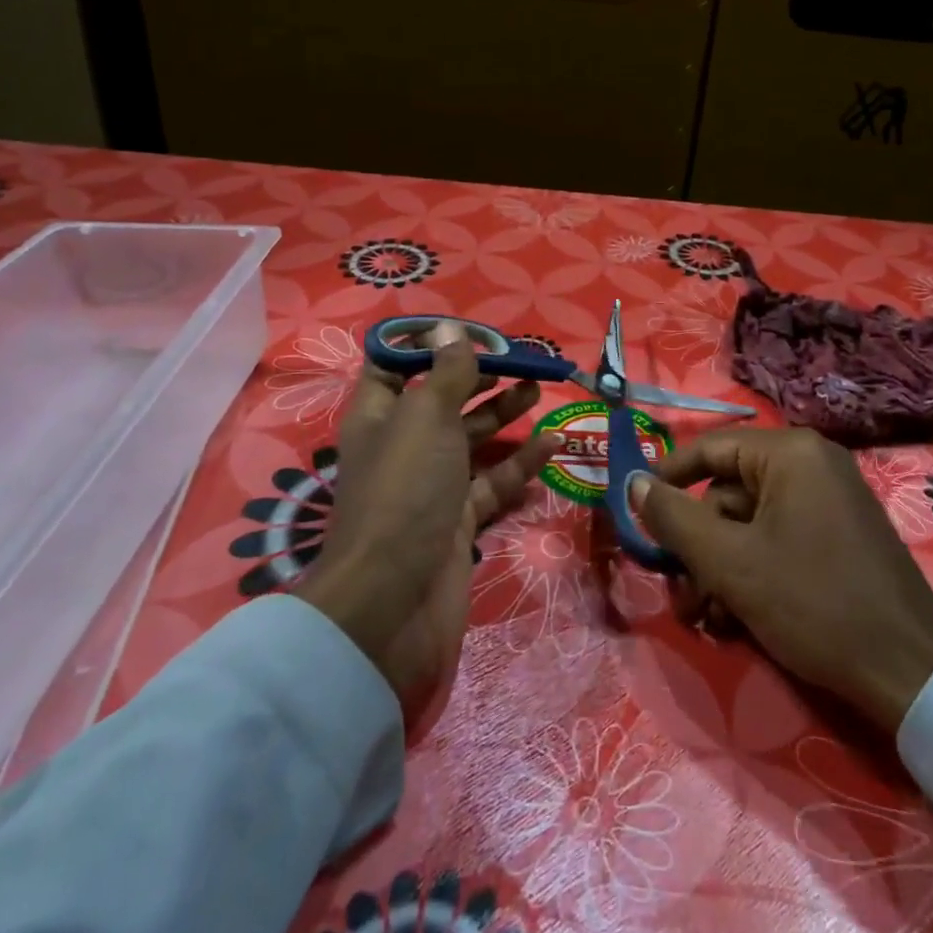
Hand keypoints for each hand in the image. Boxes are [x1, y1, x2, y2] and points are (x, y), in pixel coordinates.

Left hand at [296, 339, 558, 718]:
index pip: (394, 366)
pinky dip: (520, 462)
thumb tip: (451, 330)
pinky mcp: (458, 518)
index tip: (470, 332)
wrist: (393, 601)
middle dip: (478, 375)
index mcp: (379, 415)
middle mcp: (403, 445)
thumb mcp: (426, 417)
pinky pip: (493, 480)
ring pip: (471, 438)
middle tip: (519, 358)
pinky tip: (554, 443)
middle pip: (442, 398)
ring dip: (503, 412)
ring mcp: (431, 484)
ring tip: (539, 388)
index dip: (427, 344)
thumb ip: (447, 374)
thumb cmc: (405, 490)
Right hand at [628, 427, 932, 730]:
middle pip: (728, 494)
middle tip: (679, 596)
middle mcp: (812, 465)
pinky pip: (778, 540)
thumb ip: (674, 518)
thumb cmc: (812, 603)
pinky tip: (736, 621)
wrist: (909, 672)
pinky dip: (752, 574)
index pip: (710, 448)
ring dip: (719, 569)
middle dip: (698, 548)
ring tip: (706, 619)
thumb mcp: (730, 562)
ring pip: (750, 525)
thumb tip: (633, 482)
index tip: (636, 515)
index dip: (667, 479)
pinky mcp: (840, 536)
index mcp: (791, 453)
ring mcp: (830, 501)